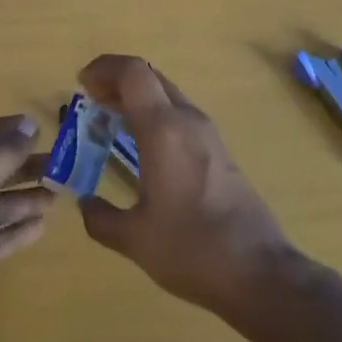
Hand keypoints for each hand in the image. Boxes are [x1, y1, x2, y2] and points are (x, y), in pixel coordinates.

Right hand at [76, 56, 294, 316]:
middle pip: (150, 77)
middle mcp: (187, 120)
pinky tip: (142, 146)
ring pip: (167, 94)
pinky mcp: (219, 151)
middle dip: (117, 80)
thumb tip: (84, 204)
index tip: (81, 85)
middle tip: (92, 101)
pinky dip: (155, 115)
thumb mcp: (135, 239)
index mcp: (163, 129)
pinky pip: (180, 114)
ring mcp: (208, 134)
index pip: (132, 72)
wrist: (260, 272)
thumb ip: (101, 218)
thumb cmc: (192, 248)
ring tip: (110, 121)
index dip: (104, 68)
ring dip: (137, 98)